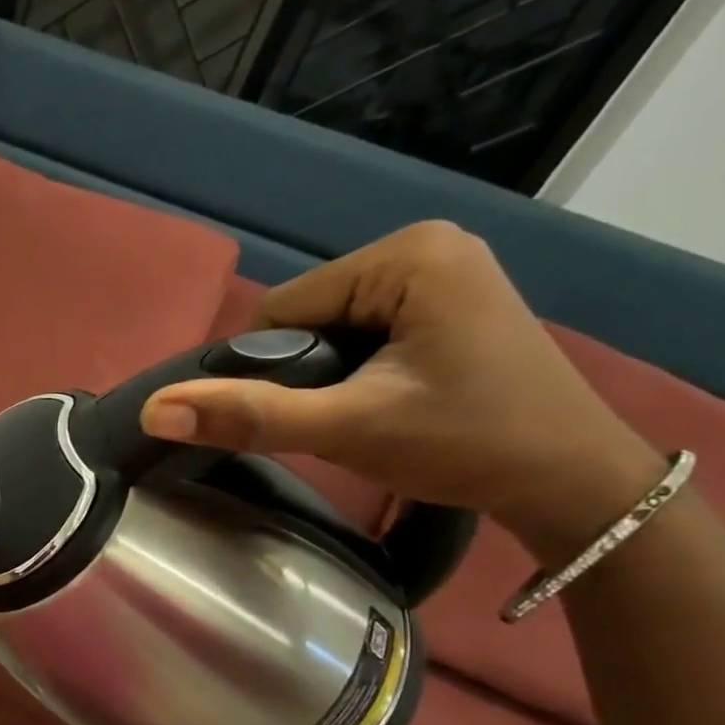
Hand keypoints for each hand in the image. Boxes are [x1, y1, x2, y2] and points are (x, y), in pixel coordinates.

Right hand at [140, 221, 664, 567]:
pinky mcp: (446, 298)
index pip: (281, 311)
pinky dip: (353, 371)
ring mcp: (440, 269)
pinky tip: (385, 400)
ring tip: (368, 415)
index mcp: (405, 254)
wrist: (571, 480)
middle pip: (305, 317)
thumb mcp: (346, 429)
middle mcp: (423, 244)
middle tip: (345, 420)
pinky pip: (361, 331)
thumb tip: (153, 411)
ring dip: (326, 377)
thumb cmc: (465, 444)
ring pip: (328, 328)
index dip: (270, 371)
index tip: (309, 416)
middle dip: (305, 374)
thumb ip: (249, 416)